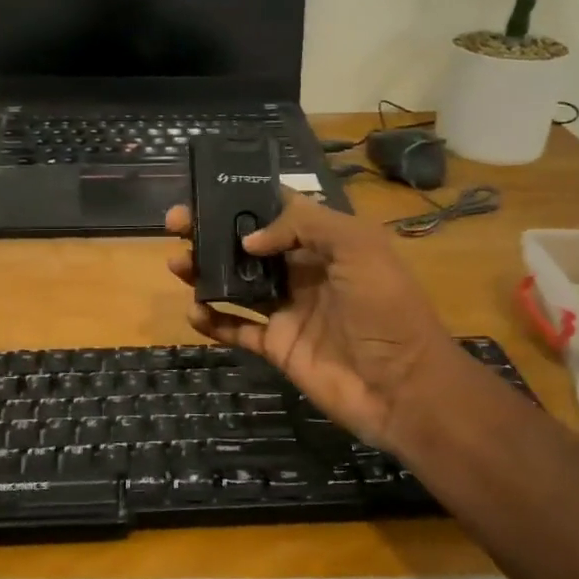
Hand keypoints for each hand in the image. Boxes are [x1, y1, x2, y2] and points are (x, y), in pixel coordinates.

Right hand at [165, 194, 460, 453]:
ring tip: (177, 264)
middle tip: (175, 225)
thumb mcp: (357, 246)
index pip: (279, 211)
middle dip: (211, 232)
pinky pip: (236, 329)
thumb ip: (303, 226)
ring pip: (236, 284)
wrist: (403, 387)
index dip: (243, 199)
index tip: (207, 191)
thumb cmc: (385, 308)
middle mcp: (303, 271)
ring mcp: (287, 310)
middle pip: (248, 245)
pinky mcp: (277, 346)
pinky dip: (212, 320)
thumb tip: (249, 240)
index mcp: (326, 243)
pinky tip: (194, 311)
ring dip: (204, 272)